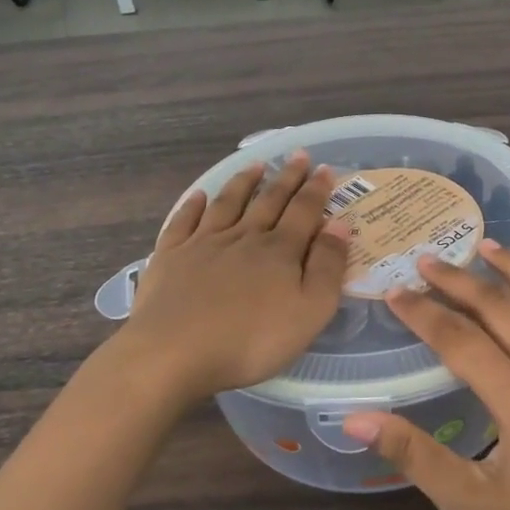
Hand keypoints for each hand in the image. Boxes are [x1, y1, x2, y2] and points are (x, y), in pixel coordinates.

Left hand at [113, 152, 350, 403]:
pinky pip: (183, 221)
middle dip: (286, 177)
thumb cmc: (251, 340)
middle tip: (297, 155)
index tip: (325, 168)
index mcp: (279, 250)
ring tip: (256, 165)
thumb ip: (328, 266)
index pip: (304, 210)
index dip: (316, 189)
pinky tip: (199, 196)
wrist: (173, 354)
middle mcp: (243, 237)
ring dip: (244, 182)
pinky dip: (193, 205)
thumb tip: (339, 223)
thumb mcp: (310, 311)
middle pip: (269, 200)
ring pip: (228, 203)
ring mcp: (203, 244)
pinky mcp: (170, 257)